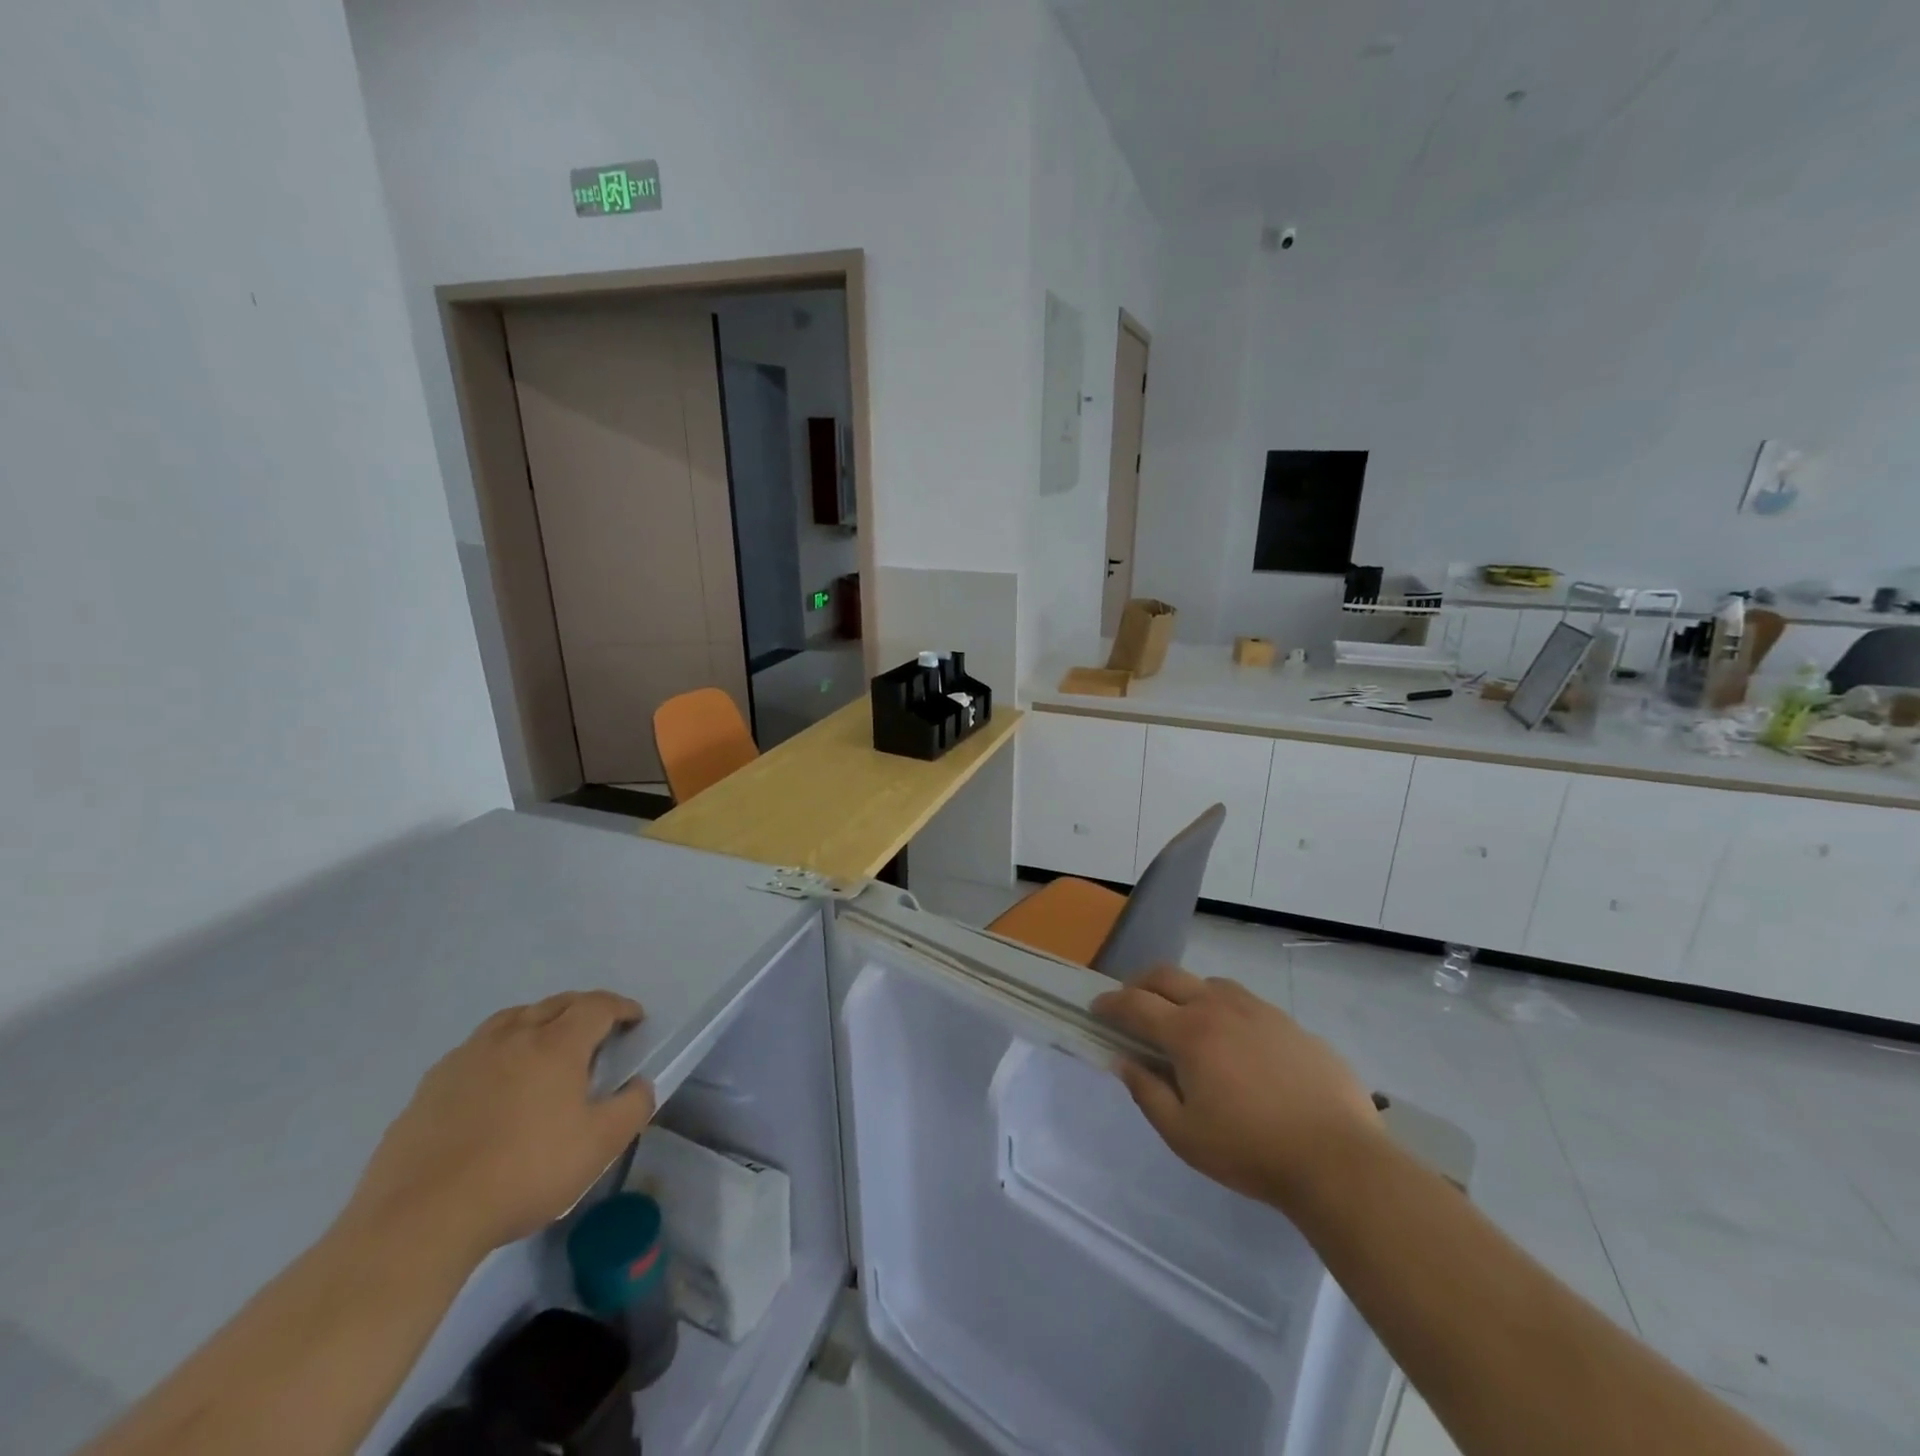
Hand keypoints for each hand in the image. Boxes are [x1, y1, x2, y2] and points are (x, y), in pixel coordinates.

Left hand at [344, 991, 655, 1261]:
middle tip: (597, 1030)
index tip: (635, 1020)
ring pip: (511, 1019)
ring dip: (537, 1021)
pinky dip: (498, 1050)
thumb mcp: (599, 1147)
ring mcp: (466, 1058)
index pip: (597, 1006)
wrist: (420, 1219)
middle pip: (554, 1004)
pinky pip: (476, 1049)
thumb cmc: (523, 1174)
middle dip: (582, 1009)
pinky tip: (495, 1081)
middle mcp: (512, 1038)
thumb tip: (639, 1085)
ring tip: (545, 1045)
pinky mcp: (430, 1086)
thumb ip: (632, 1108)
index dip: (621, 1008)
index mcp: (556, 1045)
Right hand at [1092, 966, 1385, 1213]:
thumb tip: (1123, 1061)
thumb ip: (1147, 1093)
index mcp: (1189, 1032)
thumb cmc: (1250, 1151)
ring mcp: (1259, 1011)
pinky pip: (1247, 1004)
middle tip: (1131, 1003)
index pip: (1135, 1004)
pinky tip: (1237, 1043)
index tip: (1097, 1008)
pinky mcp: (1290, 1024)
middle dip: (1141, 984)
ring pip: (1210, 984)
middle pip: (1168, 976)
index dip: (1111, 1003)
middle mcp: (1219, 1007)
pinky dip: (1226, 1011)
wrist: (1337, 1159)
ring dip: (1186, 993)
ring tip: (1184, 1020)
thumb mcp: (1184, 1135)